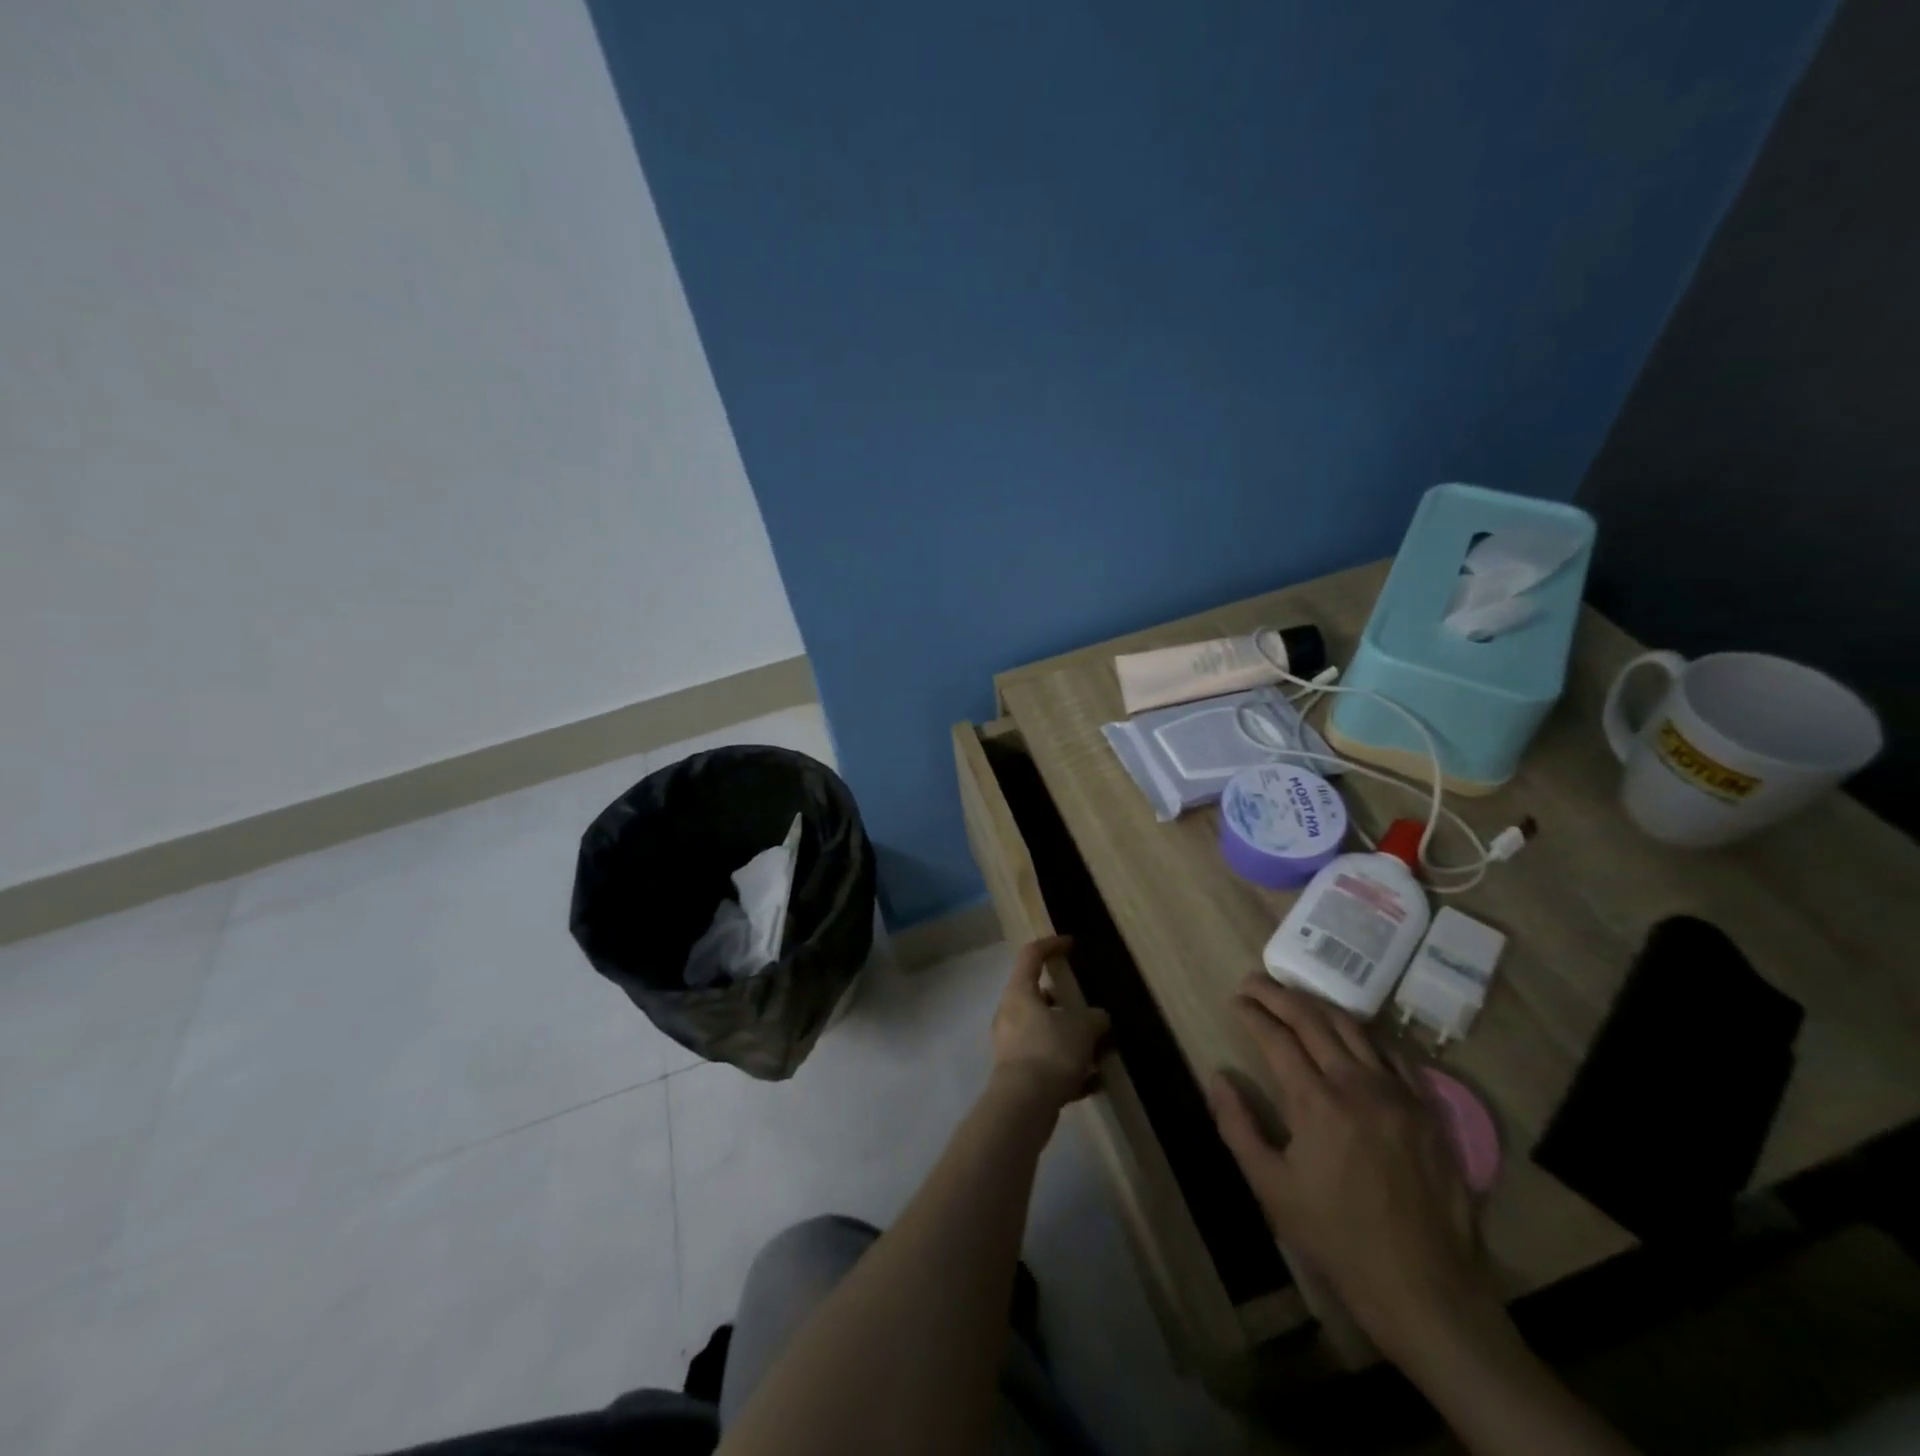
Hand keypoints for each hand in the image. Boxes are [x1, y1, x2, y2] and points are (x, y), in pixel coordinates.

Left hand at [990, 936, 1110, 1110]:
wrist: (1023, 1105)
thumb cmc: (1050, 1052)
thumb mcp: (1082, 1029)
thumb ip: (1094, 1018)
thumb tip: (1097, 1018)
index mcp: (1019, 992)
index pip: (1031, 955)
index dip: (1052, 945)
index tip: (1071, 944)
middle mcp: (1009, 1014)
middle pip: (1038, 998)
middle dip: (1066, 1005)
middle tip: (1090, 1013)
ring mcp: (1011, 1046)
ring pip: (1044, 1033)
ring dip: (1070, 1040)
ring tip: (1098, 1052)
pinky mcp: (1017, 1075)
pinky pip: (1046, 1063)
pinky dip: (1067, 1069)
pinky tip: (1092, 1083)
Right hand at [1207, 976, 1492, 1358]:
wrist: (1424, 1289)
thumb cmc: (1337, 1238)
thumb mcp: (1271, 1187)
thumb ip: (1238, 1125)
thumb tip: (1218, 1076)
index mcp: (1316, 1102)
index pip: (1276, 1037)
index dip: (1252, 1014)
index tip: (1235, 1001)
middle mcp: (1358, 1084)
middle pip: (1312, 1019)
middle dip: (1278, 994)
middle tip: (1254, 982)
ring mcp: (1399, 1094)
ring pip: (1353, 1027)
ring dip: (1318, 1005)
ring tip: (1294, 997)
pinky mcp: (1427, 1109)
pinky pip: (1393, 1053)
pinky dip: (1364, 1034)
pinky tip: (1350, 1035)